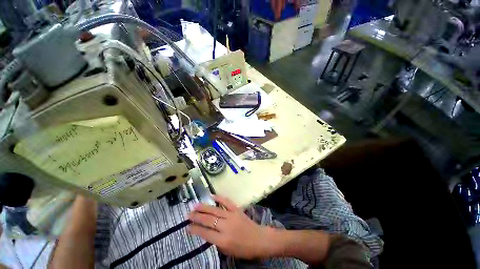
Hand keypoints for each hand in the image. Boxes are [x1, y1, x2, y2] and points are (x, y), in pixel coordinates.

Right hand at [188, 195, 270, 259]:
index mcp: (223, 240)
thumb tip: (208, 232)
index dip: (195, 230)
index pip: (206, 233)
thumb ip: (217, 242)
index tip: (187, 227)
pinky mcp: (237, 209)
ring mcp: (232, 215)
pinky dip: (219, 198)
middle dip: (197, 217)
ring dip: (204, 207)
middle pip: (209, 220)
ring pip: (215, 210)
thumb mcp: (228, 251)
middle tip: (188, 214)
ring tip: (195, 205)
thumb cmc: (244, 249)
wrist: (259, 239)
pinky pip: (226, 202)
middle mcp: (226, 226)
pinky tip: (212, 196)